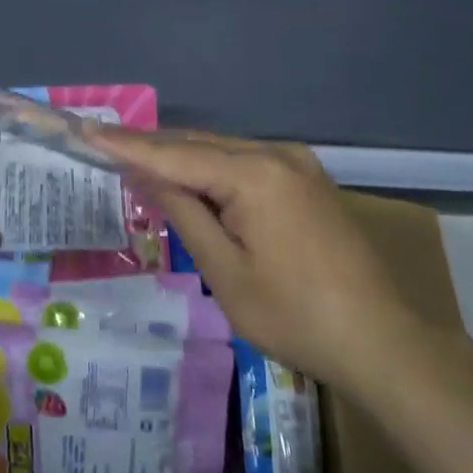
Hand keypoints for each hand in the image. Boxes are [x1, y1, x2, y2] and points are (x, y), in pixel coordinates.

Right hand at [90, 127, 423, 386]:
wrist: (385, 342)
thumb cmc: (297, 315)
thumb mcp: (227, 272)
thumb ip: (185, 214)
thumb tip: (148, 177)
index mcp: (255, 174)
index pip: (176, 154)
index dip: (128, 145)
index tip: (88, 131)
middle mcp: (276, 155)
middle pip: (199, 144)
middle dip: (152, 148)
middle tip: (103, 145)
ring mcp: (296, 165)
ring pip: (222, 151)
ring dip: (181, 158)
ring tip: (135, 162)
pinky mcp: (306, 180)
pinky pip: (245, 164)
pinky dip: (211, 169)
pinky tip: (188, 178)